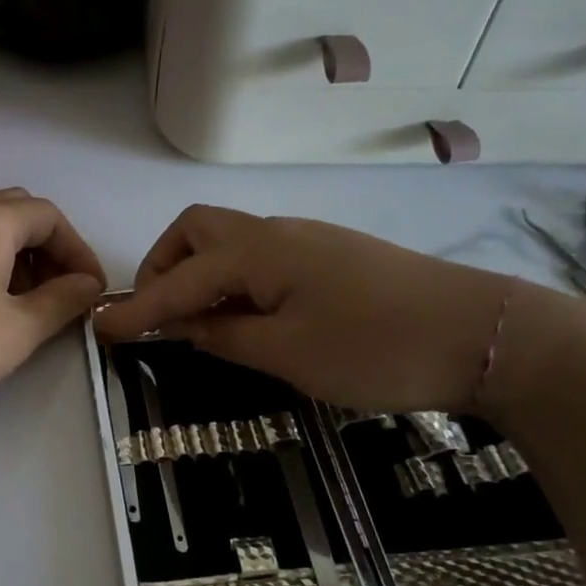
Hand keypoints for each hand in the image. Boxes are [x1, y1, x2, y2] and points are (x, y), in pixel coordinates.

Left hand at [0, 189, 105, 429]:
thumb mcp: (20, 328)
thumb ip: (62, 301)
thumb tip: (87, 285)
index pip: (48, 215)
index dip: (78, 250)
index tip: (92, 290)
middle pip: (16, 215)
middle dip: (49, 249)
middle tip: (63, 292)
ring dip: (19, 261)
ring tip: (31, 308)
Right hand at [91, 205, 515, 414]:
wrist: (486, 335)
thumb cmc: (377, 348)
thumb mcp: (289, 355)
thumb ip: (226, 336)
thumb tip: (188, 325)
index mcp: (260, 253)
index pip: (180, 279)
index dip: (138, 308)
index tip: (100, 328)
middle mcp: (278, 232)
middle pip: (199, 230)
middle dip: (165, 267)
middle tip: (160, 316)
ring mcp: (310, 240)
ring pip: (231, 241)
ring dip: (200, 273)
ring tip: (200, 324)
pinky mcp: (333, 256)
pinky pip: (261, 256)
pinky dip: (234, 280)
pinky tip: (248, 317)